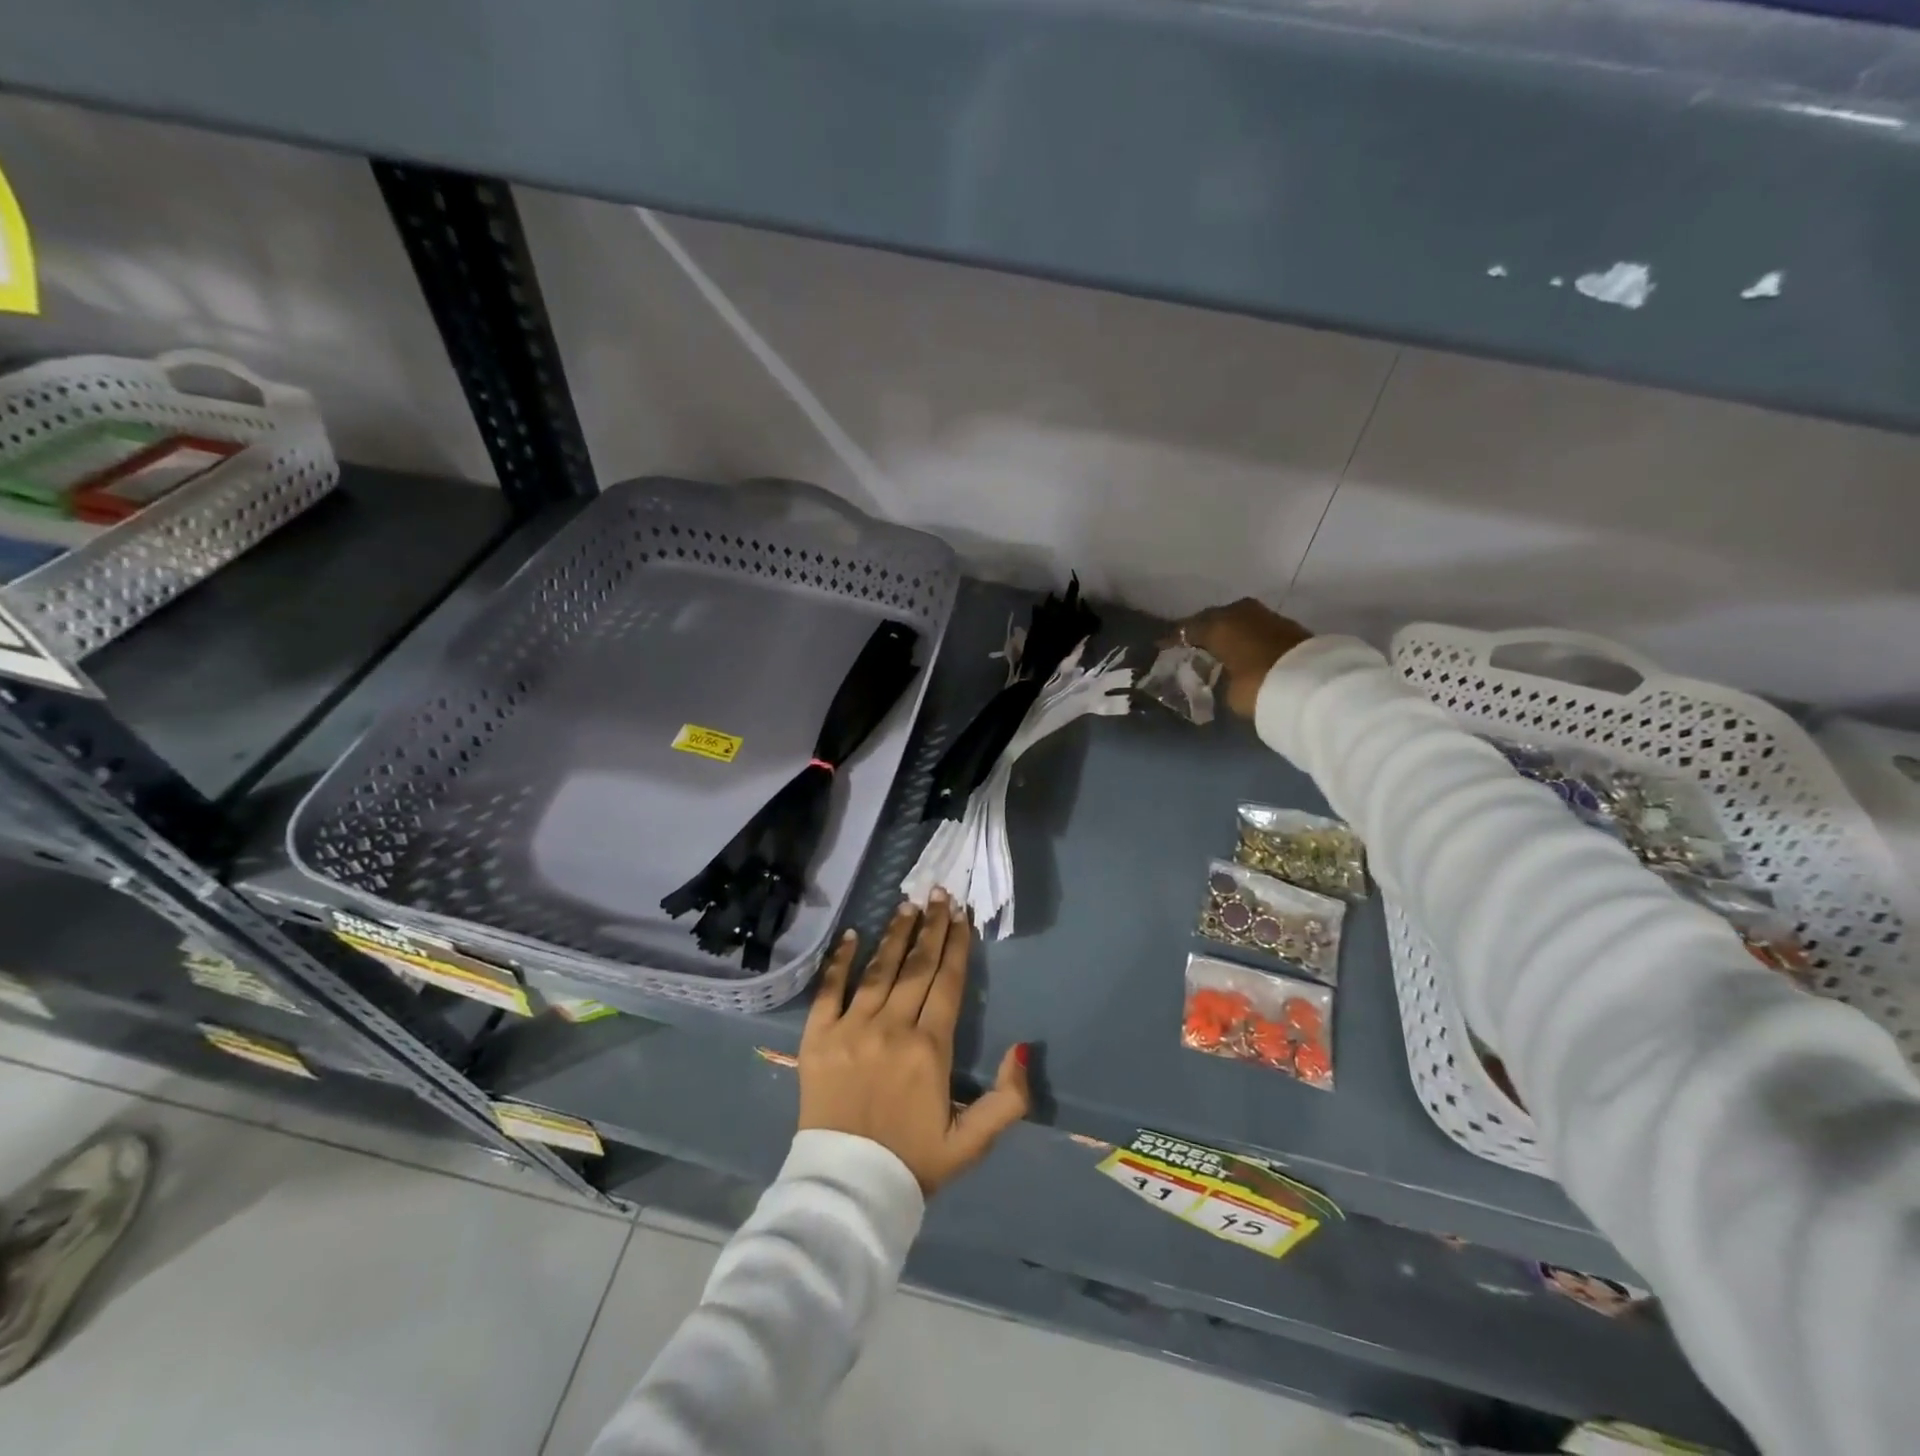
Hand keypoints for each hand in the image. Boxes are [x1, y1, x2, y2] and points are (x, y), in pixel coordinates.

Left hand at [799, 892, 1030, 1195]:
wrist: (846, 1191)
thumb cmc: (912, 1163)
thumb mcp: (972, 1143)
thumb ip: (1007, 1099)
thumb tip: (1020, 1047)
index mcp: (930, 1049)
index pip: (948, 983)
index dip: (957, 946)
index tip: (961, 915)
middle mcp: (892, 1028)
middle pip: (917, 967)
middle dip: (932, 927)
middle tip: (939, 894)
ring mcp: (852, 1028)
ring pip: (879, 970)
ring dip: (895, 934)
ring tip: (908, 904)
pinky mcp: (817, 1037)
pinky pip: (828, 989)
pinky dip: (841, 960)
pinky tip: (853, 934)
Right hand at [1178, 599, 1312, 718]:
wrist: (1312, 682)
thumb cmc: (1257, 684)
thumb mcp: (1226, 689)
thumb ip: (1216, 677)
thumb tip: (1215, 677)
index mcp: (1217, 624)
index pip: (1187, 629)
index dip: (1173, 640)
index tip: (1161, 648)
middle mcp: (1238, 612)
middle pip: (1213, 619)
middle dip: (1201, 632)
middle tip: (1189, 647)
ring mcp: (1265, 616)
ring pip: (1236, 621)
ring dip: (1226, 633)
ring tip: (1215, 649)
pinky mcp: (1286, 626)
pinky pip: (1254, 628)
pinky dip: (1244, 637)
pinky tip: (1239, 650)